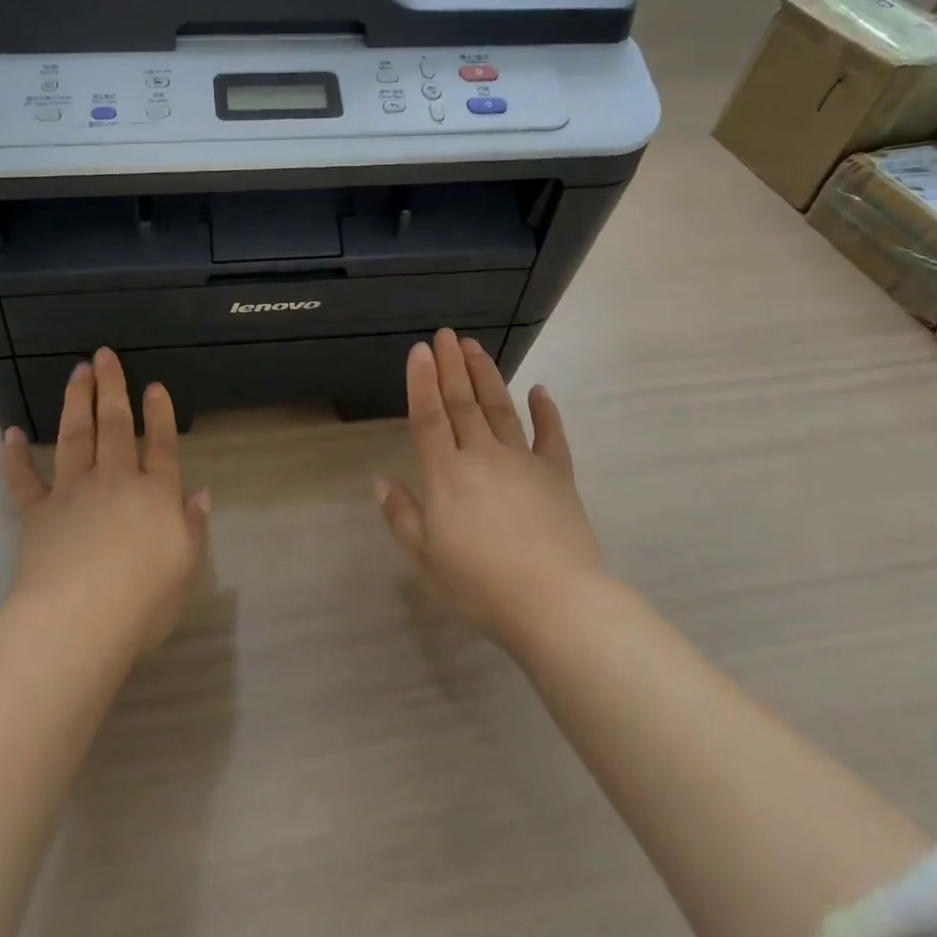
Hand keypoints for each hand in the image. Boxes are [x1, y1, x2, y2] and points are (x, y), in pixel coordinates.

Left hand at [0, 349, 209, 657]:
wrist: (78, 621)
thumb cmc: (142, 601)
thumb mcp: (185, 566)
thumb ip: (193, 525)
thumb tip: (200, 492)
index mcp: (154, 493)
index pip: (161, 445)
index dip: (160, 414)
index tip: (154, 385)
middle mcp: (115, 480)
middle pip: (115, 426)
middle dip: (112, 388)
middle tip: (104, 355)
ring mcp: (73, 492)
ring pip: (75, 436)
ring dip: (77, 401)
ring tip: (77, 371)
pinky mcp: (36, 513)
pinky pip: (23, 479)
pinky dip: (14, 456)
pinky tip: (9, 432)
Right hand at [376, 329, 603, 648]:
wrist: (556, 602)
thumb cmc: (481, 585)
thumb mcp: (426, 558)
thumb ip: (402, 516)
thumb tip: (379, 482)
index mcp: (446, 474)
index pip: (429, 416)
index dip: (422, 381)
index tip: (420, 349)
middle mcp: (481, 455)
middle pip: (463, 402)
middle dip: (452, 365)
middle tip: (446, 333)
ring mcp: (522, 461)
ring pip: (500, 407)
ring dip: (486, 375)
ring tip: (475, 347)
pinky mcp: (556, 474)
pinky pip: (550, 435)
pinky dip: (546, 410)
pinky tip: (540, 390)